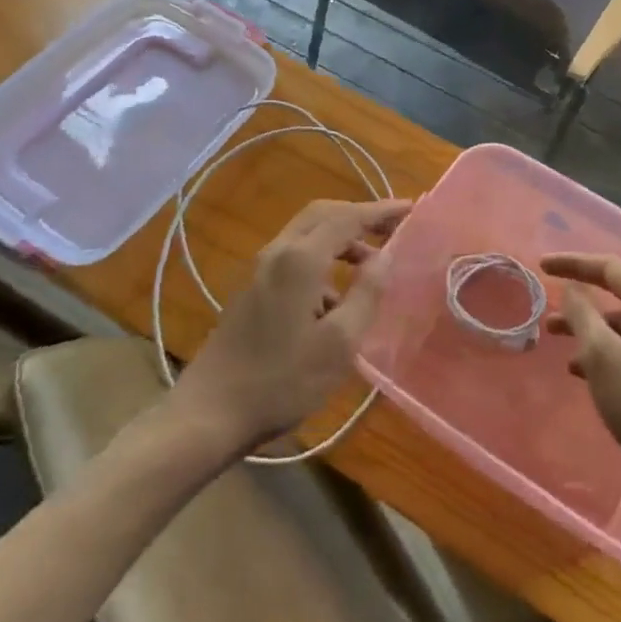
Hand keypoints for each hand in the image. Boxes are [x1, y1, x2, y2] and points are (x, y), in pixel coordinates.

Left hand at [174, 198, 410, 454]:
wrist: (210, 413)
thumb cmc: (282, 381)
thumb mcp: (339, 343)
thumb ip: (366, 293)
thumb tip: (384, 258)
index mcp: (300, 259)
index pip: (348, 217)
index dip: (381, 211)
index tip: (410, 208)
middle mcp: (278, 252)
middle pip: (323, 214)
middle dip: (359, 215)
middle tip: (392, 227)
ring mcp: (260, 269)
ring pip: (307, 234)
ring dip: (341, 238)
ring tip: (372, 265)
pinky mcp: (252, 289)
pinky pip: (294, 255)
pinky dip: (323, 258)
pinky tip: (336, 299)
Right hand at [543, 253, 620, 512]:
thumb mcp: (603, 357)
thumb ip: (583, 315)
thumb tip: (573, 288)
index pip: (610, 268)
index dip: (574, 264)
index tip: (542, 266)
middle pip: (620, 297)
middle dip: (582, 305)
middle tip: (548, 316)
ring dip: (594, 334)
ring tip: (562, 350)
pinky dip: (612, 355)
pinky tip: (588, 377)